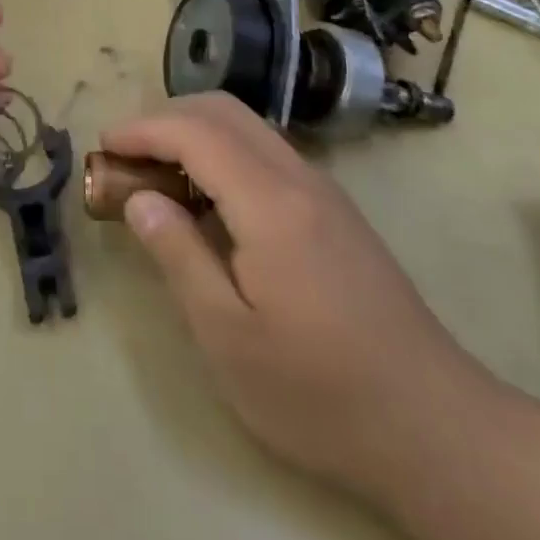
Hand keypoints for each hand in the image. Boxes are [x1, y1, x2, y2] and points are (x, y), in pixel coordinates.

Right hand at [103, 93, 493, 491]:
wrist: (436, 428)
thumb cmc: (319, 392)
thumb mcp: (228, 338)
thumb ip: (178, 255)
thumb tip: (139, 198)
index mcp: (270, 203)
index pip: (194, 131)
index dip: (142, 129)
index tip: (103, 146)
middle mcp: (299, 178)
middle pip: (223, 110)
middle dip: (165, 118)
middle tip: (126, 156)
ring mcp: (323, 191)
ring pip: (247, 126)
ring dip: (194, 131)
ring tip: (157, 174)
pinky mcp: (334, 211)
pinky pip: (265, 152)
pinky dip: (222, 151)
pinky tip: (207, 199)